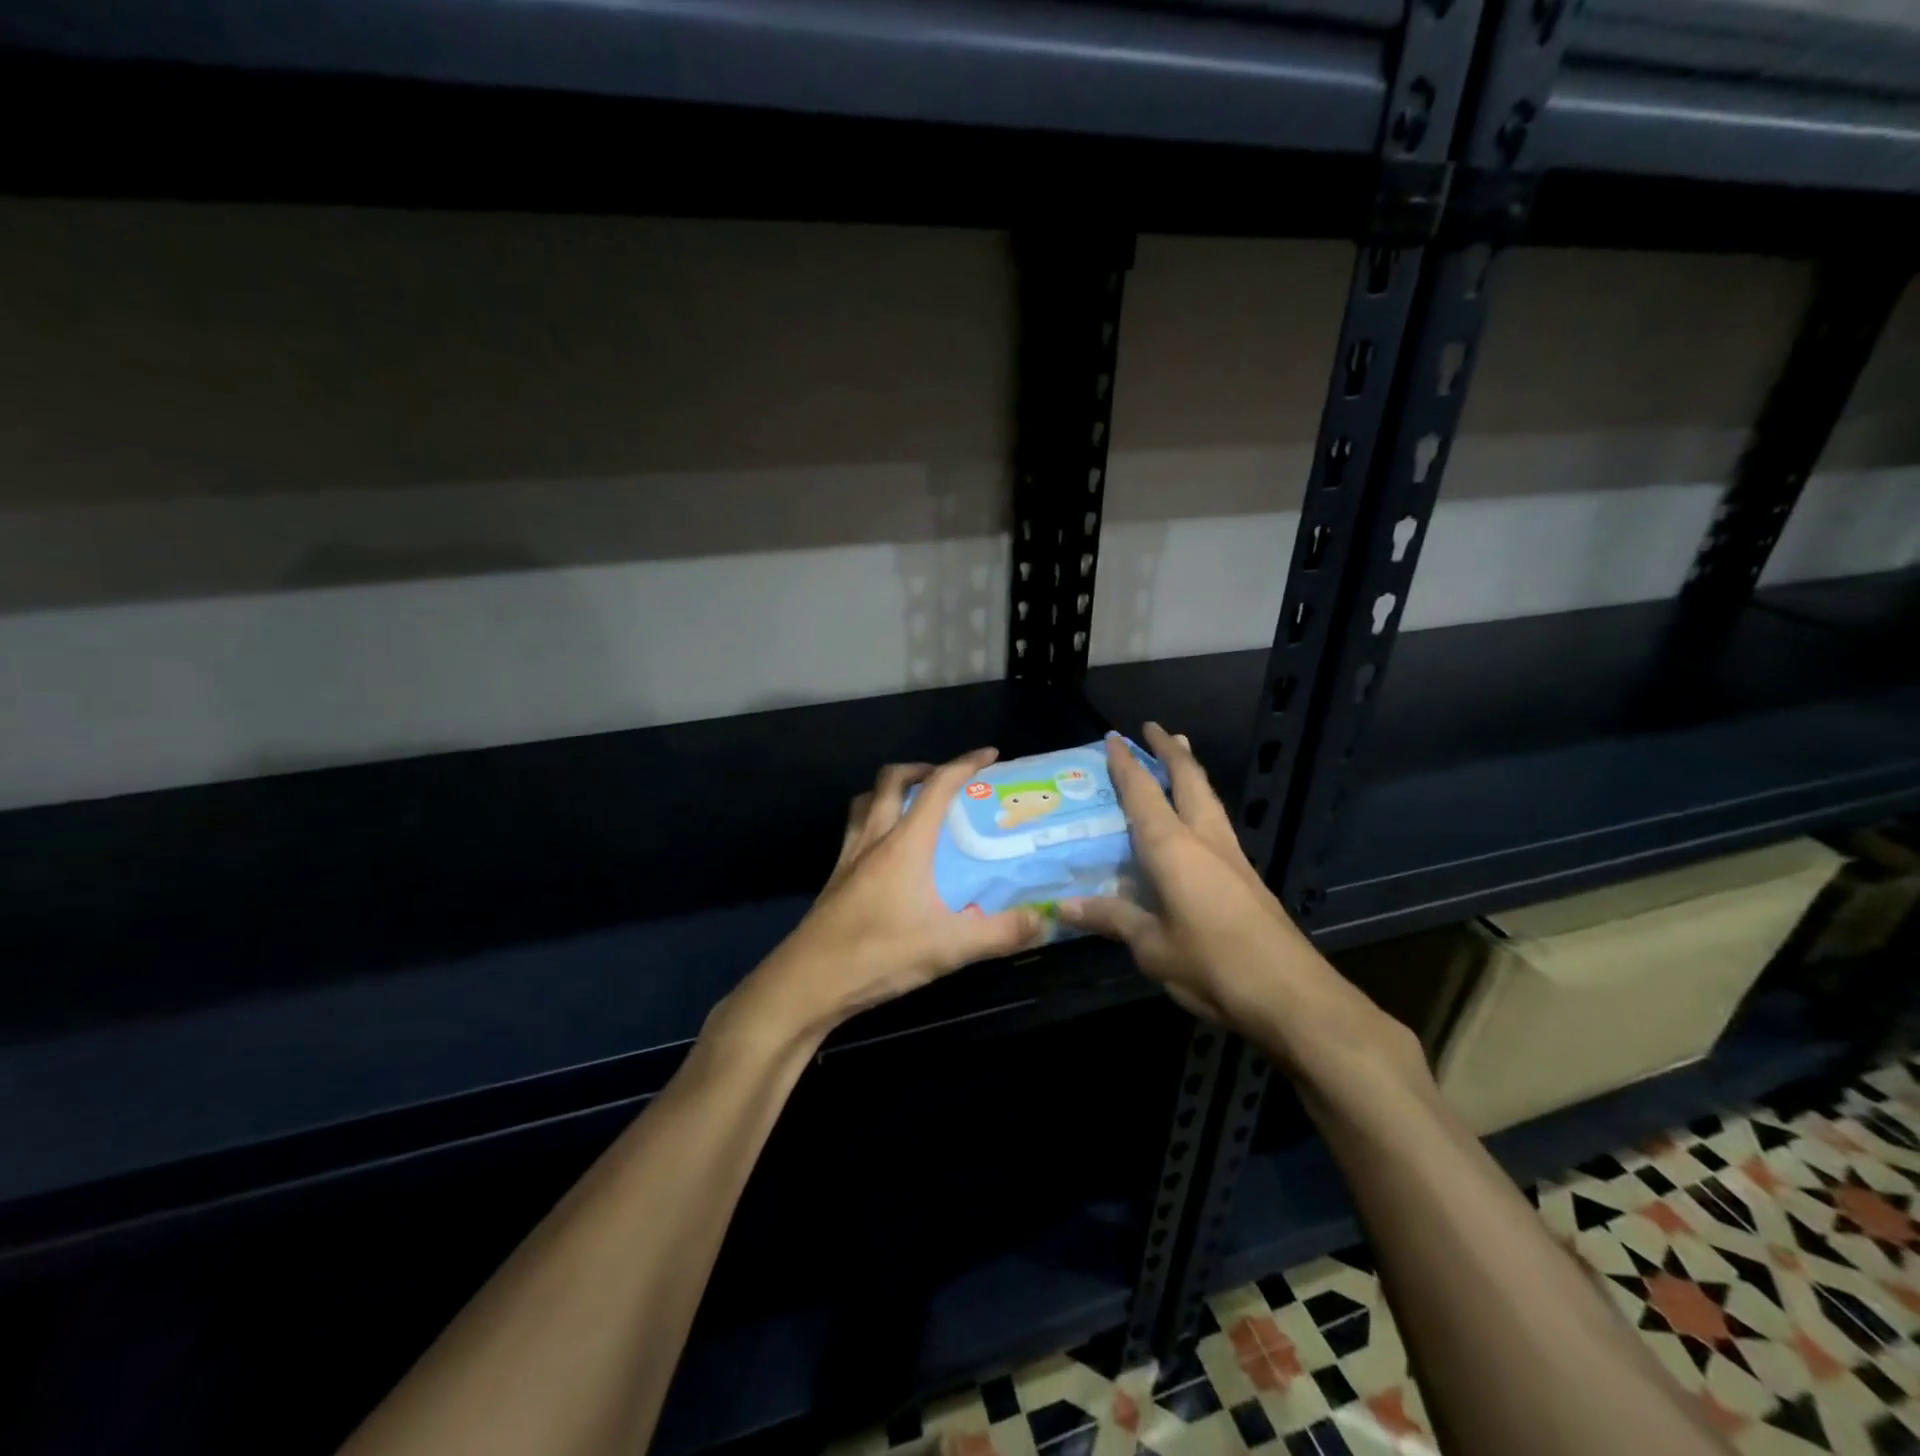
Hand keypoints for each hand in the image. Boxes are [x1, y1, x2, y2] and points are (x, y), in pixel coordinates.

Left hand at [734, 750, 1045, 1039]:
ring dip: (888, 791)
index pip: (937, 787)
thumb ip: (1000, 933)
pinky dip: (872, 822)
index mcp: (904, 844)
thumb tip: (1046, 919)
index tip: (989, 754)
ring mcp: (849, 858)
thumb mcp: (948, 947)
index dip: (965, 764)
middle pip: (891, 781)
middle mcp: (874, 839)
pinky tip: (885, 853)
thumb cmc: (878, 954)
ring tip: (912, 804)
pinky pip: (854, 831)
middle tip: (945, 779)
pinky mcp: (835, 880)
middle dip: (921, 768)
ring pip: (864, 802)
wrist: (807, 983)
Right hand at [1056, 724, 1306, 1024]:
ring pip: (1210, 799)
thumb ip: (1111, 919)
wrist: (1291, 995)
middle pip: (1190, 781)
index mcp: (1174, 849)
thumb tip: (1062, 906)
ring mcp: (1232, 857)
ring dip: (1192, 772)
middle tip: (1156, 729)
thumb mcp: (1151, 947)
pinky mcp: (1247, 878)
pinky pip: (1217, 824)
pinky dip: (1201, 804)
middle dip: (1171, 751)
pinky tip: (1196, 820)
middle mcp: (1205, 840)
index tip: (1115, 738)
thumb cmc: (1212, 965)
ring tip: (1182, 754)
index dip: (1127, 765)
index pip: (1144, 794)